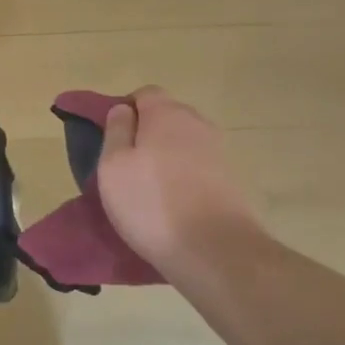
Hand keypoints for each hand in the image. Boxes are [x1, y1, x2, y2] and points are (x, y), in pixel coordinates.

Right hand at [97, 87, 264, 274]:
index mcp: (166, 114)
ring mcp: (219, 151)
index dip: (126, 110)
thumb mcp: (113, 166)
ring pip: (184, 142)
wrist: (214, 251)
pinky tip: (174, 202)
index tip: (113, 137)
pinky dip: (184, 176)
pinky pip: (199, 166)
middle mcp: (198, 124)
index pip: (144, 93)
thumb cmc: (151, 203)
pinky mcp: (231, 179)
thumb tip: (123, 110)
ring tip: (149, 187)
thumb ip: (115, 131)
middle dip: (147, 132)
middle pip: (167, 116)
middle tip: (128, 164)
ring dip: (167, 156)